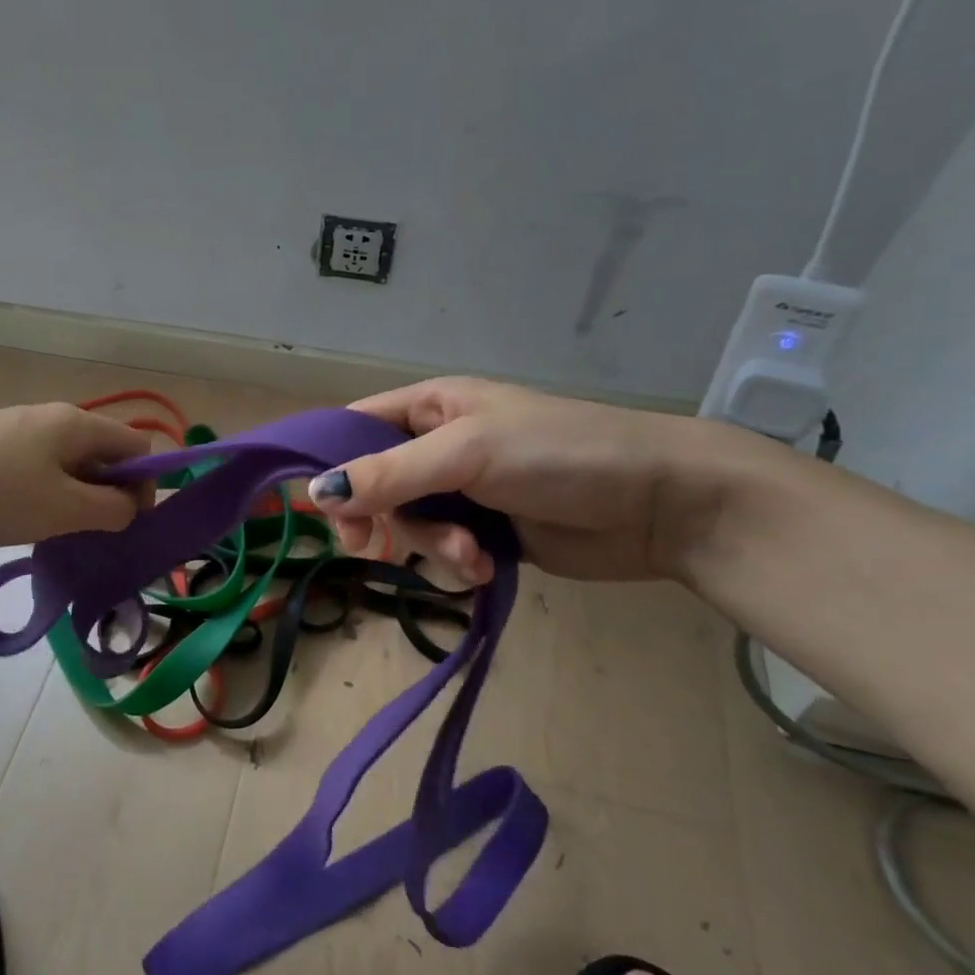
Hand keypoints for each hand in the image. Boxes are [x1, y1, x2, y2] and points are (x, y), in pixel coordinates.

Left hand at [0, 403, 154, 549]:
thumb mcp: (63, 509)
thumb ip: (110, 509)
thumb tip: (130, 507)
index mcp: (77, 424)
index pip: (137, 447)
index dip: (144, 485)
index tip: (127, 524)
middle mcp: (52, 418)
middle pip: (102, 455)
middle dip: (107, 495)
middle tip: (91, 535)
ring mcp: (18, 431)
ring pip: (68, 466)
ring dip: (74, 499)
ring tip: (54, 534)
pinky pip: (37, 471)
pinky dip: (44, 496)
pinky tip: (21, 522)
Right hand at [307, 377, 744, 583]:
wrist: (660, 503)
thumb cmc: (559, 453)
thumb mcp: (467, 453)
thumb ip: (389, 474)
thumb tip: (314, 495)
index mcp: (431, 407)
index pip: (355, 427)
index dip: (329, 462)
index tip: (318, 507)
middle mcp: (439, 446)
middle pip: (374, 485)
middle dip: (382, 518)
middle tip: (374, 547)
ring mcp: (464, 491)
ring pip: (409, 524)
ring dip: (429, 546)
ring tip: (469, 556)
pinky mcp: (488, 532)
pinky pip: (444, 551)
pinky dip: (456, 563)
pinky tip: (485, 568)